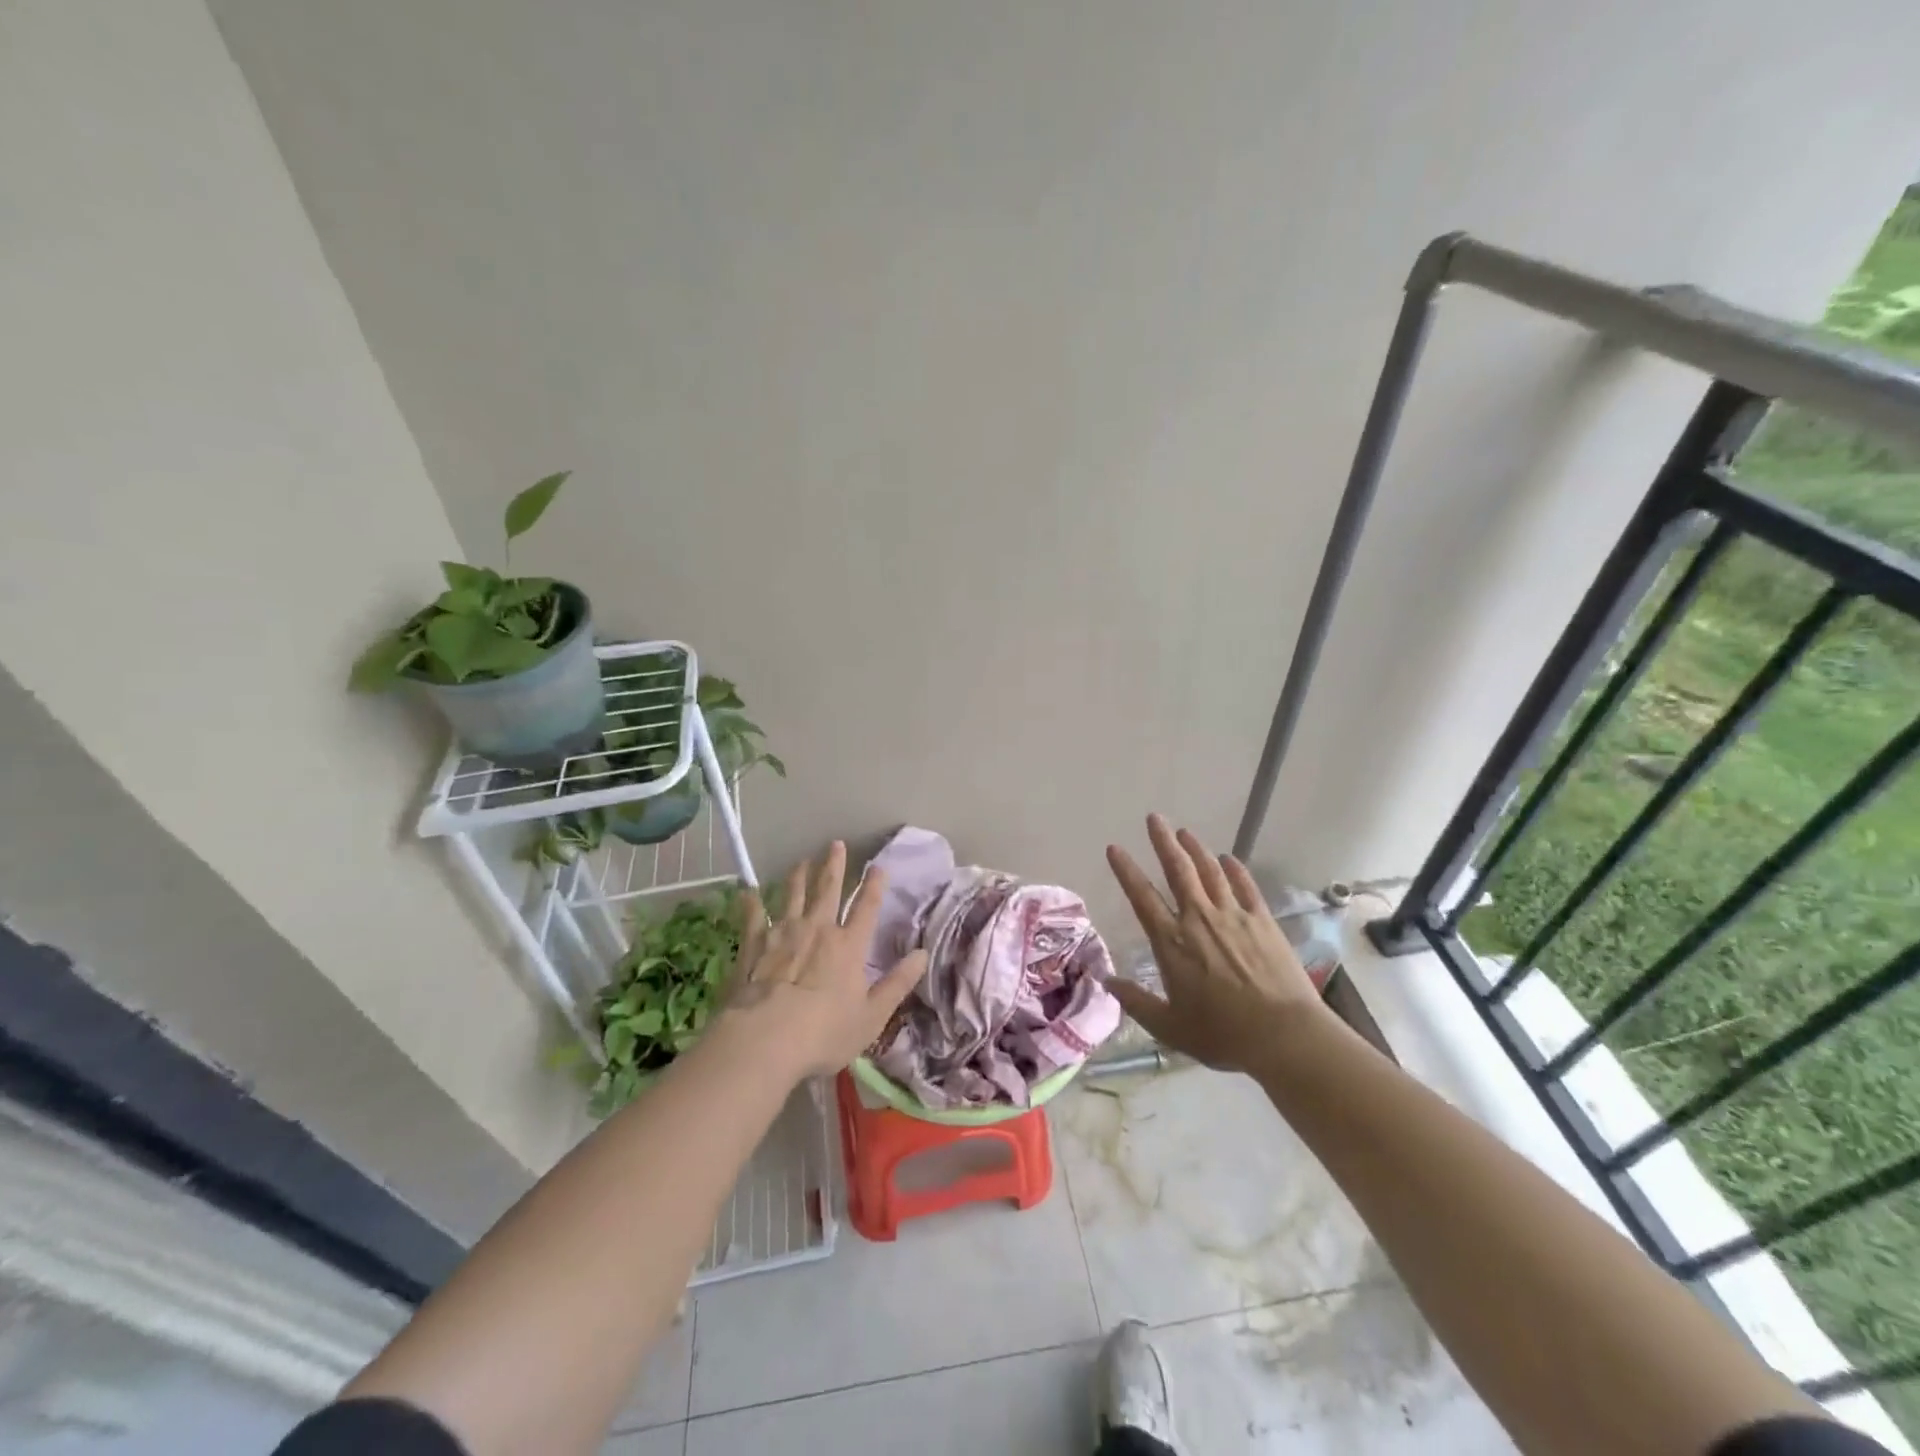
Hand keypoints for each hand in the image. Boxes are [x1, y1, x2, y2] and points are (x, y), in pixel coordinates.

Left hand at [720, 841, 928, 1079]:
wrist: (764, 1040)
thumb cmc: (823, 1034)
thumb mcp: (871, 1016)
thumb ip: (897, 984)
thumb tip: (922, 954)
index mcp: (849, 946)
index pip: (866, 908)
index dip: (874, 886)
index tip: (878, 866)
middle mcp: (818, 930)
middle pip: (828, 890)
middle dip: (834, 865)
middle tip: (835, 844)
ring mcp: (783, 933)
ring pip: (793, 895)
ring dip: (798, 876)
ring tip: (801, 861)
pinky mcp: (754, 945)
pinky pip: (753, 917)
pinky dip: (751, 903)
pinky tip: (748, 892)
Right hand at [1105, 814, 1329, 1073]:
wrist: (1284, 1035)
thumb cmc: (1222, 1034)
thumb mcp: (1169, 1027)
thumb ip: (1135, 1001)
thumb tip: (1107, 981)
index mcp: (1171, 943)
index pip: (1142, 896)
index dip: (1126, 870)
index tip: (1114, 847)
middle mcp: (1199, 919)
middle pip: (1178, 870)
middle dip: (1163, 841)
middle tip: (1154, 818)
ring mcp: (1233, 916)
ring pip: (1209, 872)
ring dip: (1195, 849)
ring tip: (1184, 831)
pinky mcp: (1263, 922)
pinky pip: (1245, 886)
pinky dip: (1234, 869)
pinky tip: (1228, 859)